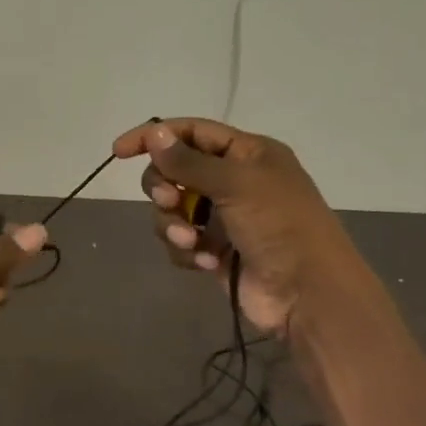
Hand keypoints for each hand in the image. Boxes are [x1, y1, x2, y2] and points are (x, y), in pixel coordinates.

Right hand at [112, 117, 378, 337]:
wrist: (306, 292)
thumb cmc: (279, 226)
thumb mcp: (235, 184)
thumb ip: (189, 162)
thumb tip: (154, 134)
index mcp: (247, 154)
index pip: (191, 133)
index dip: (154, 137)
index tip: (119, 152)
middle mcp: (233, 181)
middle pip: (174, 172)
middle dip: (164, 189)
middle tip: (168, 202)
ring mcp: (223, 217)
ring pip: (172, 211)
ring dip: (174, 226)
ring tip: (192, 243)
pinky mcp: (214, 250)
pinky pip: (180, 242)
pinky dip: (188, 251)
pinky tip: (207, 262)